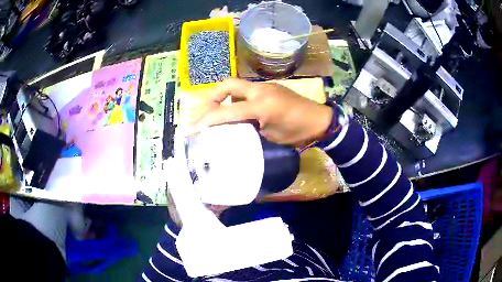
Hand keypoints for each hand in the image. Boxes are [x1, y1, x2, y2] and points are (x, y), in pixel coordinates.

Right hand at [190, 78, 332, 145]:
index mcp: (261, 106)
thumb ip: (249, 128)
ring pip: (235, 85)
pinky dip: (235, 98)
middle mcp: (259, 91)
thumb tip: (233, 126)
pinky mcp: (269, 87)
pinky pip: (245, 89)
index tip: (193, 128)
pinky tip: (234, 109)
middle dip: (210, 98)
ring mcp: (264, 86)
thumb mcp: (271, 136)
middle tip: (202, 112)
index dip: (207, 119)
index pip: (227, 111)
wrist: (319, 120)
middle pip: (227, 85)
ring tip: (214, 112)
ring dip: (222, 97)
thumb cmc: (298, 132)